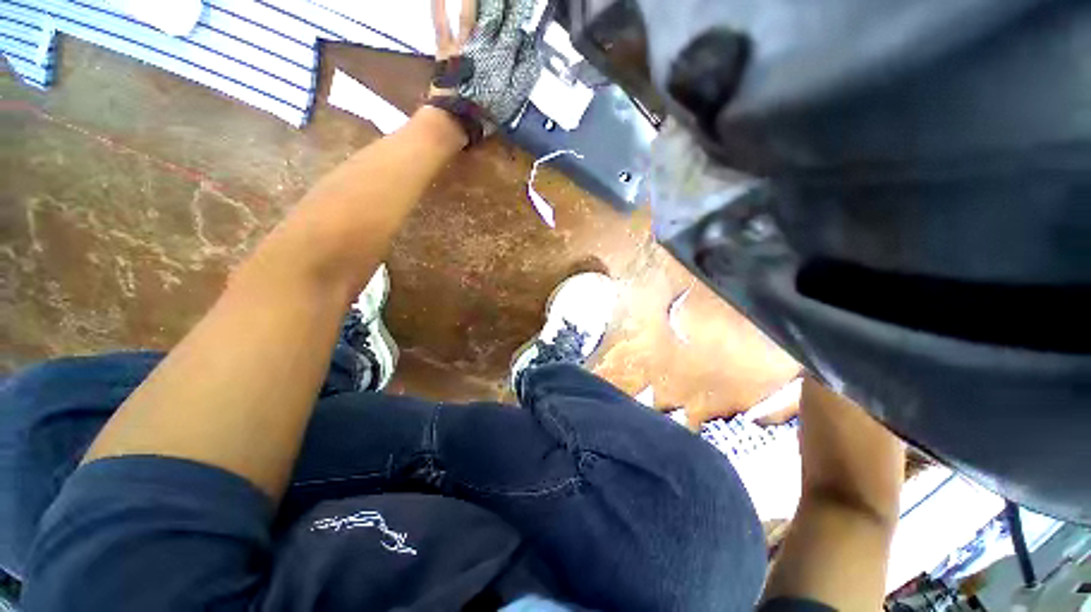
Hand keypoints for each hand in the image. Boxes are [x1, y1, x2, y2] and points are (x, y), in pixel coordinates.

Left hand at [427, 0, 542, 143]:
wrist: (457, 118)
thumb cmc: (484, 111)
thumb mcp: (511, 96)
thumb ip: (522, 71)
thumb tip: (532, 48)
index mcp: (501, 56)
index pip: (513, 25)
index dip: (518, 10)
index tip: (522, 3)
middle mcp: (482, 44)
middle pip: (493, 12)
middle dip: (499, 1)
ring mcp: (462, 43)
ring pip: (469, 10)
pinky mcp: (445, 47)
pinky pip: (441, 20)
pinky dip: (440, 4)